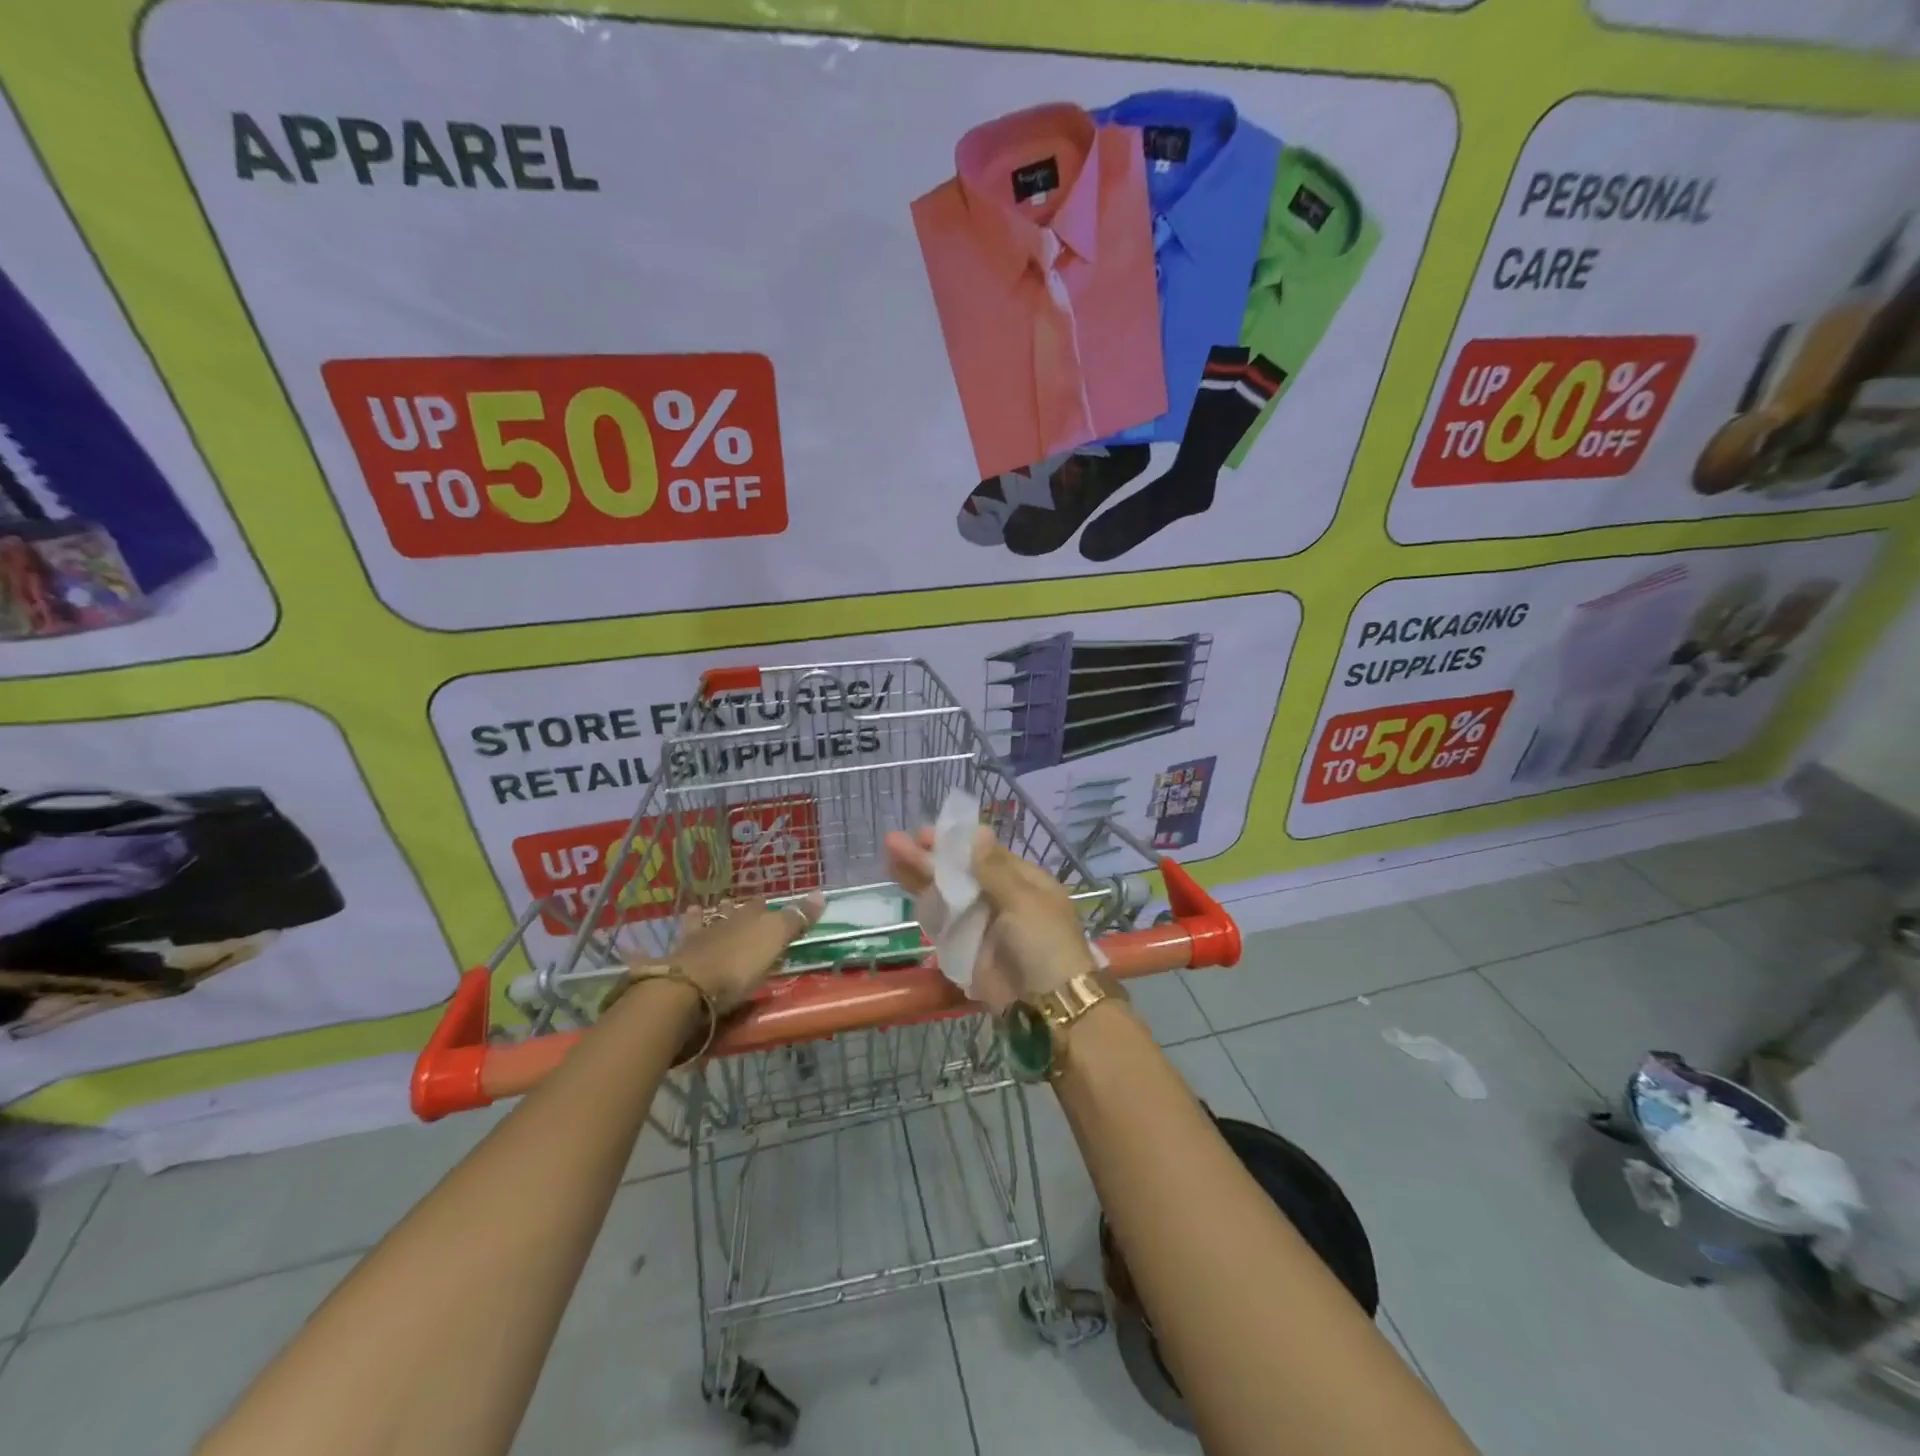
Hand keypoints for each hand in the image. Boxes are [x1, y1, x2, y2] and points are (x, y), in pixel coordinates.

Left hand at [627, 894, 823, 1014]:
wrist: (688, 989)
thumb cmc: (738, 966)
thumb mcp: (774, 941)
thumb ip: (795, 919)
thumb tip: (821, 893)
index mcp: (745, 919)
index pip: (758, 907)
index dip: (763, 905)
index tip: (766, 902)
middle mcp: (719, 925)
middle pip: (728, 913)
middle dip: (732, 909)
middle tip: (735, 906)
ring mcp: (693, 942)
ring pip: (699, 924)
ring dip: (701, 919)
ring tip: (699, 912)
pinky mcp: (674, 964)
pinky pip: (672, 948)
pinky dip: (668, 943)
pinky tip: (650, 942)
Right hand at [884, 826, 1095, 1013]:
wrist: (1046, 1005)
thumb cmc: (1044, 943)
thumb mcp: (1024, 900)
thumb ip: (994, 869)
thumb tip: (979, 830)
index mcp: (1022, 882)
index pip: (984, 855)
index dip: (955, 843)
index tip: (927, 832)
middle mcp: (999, 899)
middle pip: (959, 872)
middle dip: (929, 856)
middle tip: (896, 840)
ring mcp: (979, 923)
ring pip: (944, 894)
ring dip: (919, 875)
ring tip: (890, 852)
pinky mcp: (963, 947)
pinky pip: (940, 921)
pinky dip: (922, 904)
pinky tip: (901, 883)